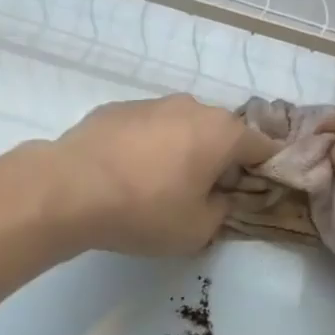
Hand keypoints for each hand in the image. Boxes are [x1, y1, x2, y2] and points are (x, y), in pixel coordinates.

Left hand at [47, 95, 277, 255]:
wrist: (71, 189)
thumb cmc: (146, 211)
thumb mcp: (198, 230)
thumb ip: (221, 211)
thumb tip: (219, 197)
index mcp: (222, 133)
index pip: (262, 146)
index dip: (264, 171)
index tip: (253, 193)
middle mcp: (192, 107)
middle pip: (221, 133)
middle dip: (221, 160)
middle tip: (206, 193)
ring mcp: (151, 103)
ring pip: (182, 128)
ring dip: (182, 151)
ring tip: (162, 185)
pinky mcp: (116, 109)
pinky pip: (147, 129)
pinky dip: (148, 148)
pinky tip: (129, 175)